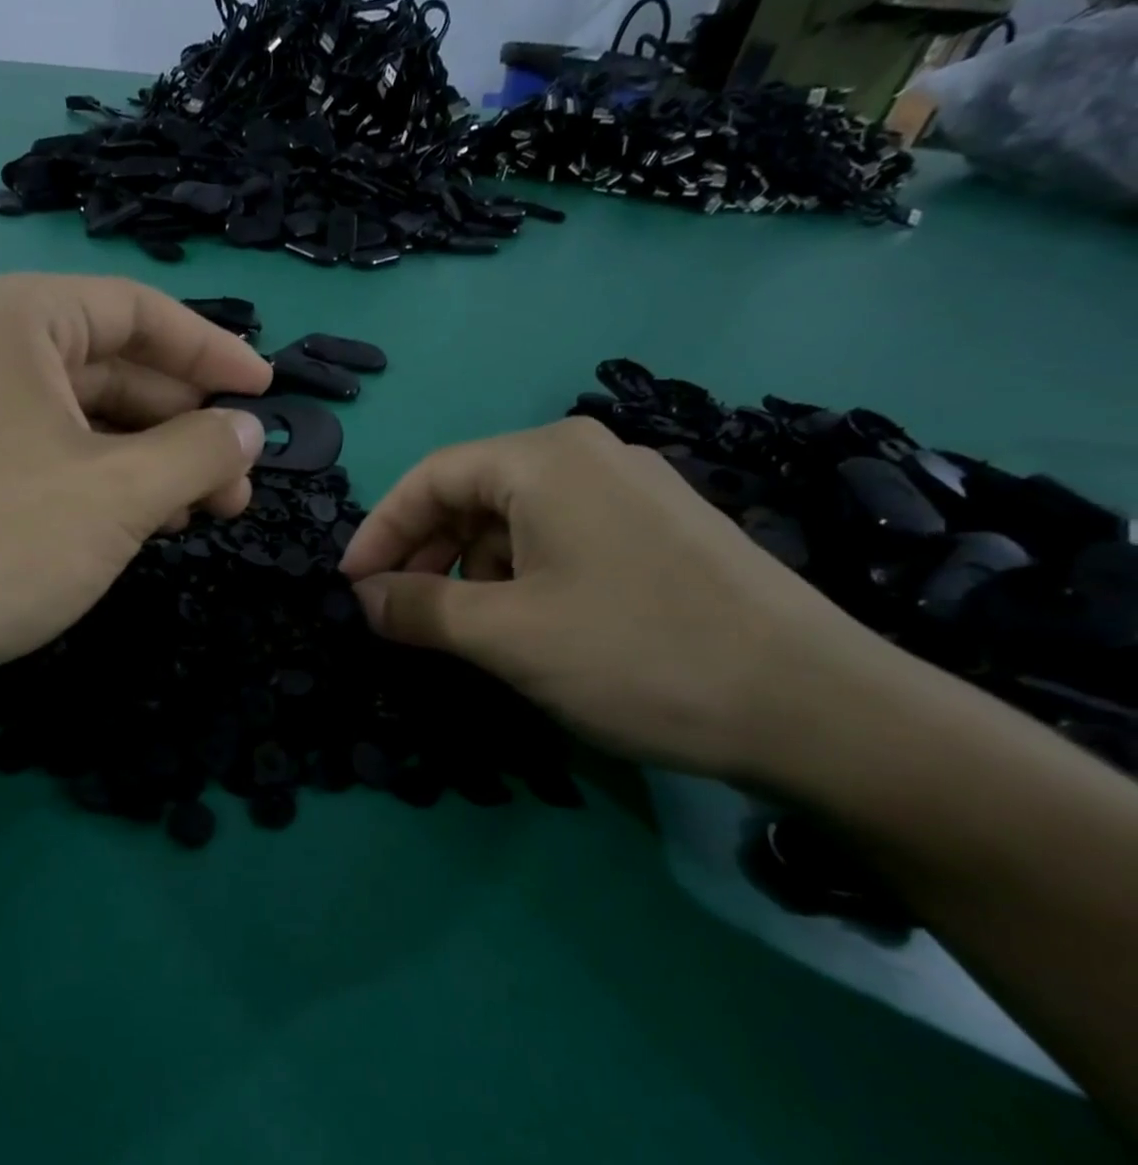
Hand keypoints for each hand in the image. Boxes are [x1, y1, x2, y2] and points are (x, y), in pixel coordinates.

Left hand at [0, 273, 271, 701]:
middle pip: (114, 366)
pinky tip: (152, 520)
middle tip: (242, 474)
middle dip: (187, 421)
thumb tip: (249, 431)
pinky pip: (53, 454)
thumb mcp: (122, 493)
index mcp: (14, 318)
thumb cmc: (1, 543)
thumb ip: (200, 450)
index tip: (266, 392)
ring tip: (210, 506)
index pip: (137, 312)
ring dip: (154, 458)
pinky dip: (108, 481)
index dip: (212, 351)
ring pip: (86, 417)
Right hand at [339, 417, 894, 781]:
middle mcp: (589, 456)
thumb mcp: (504, 635)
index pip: (429, 477)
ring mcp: (632, 492)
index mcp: (545, 459)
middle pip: (471, 493)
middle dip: (424, 552)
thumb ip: (419, 608)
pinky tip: (524, 624)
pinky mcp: (661, 531)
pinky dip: (519, 576)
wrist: (814, 707)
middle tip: (399, 613)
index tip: (350, 587)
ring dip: (470, 570)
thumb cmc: (636, 655)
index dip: (379, 531)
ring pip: (515, 519)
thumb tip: (364, 597)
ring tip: (462, 628)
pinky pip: (560, 538)